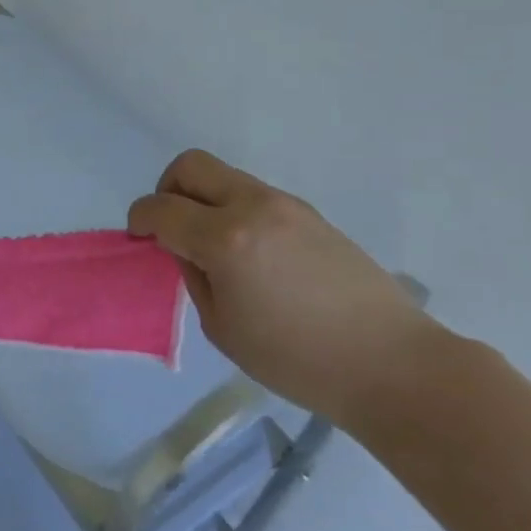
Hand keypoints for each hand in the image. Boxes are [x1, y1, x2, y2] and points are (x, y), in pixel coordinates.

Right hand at [128, 150, 437, 427]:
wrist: (392, 364)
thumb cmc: (298, 360)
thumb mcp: (223, 327)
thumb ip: (194, 276)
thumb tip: (185, 248)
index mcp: (225, 239)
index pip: (162, 208)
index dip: (139, 219)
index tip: (139, 238)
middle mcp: (253, 206)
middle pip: (191, 165)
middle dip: (168, 189)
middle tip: (171, 227)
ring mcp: (285, 204)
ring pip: (224, 176)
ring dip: (203, 199)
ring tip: (214, 247)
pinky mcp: (309, 213)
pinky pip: (253, 195)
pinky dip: (234, 210)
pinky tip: (251, 255)